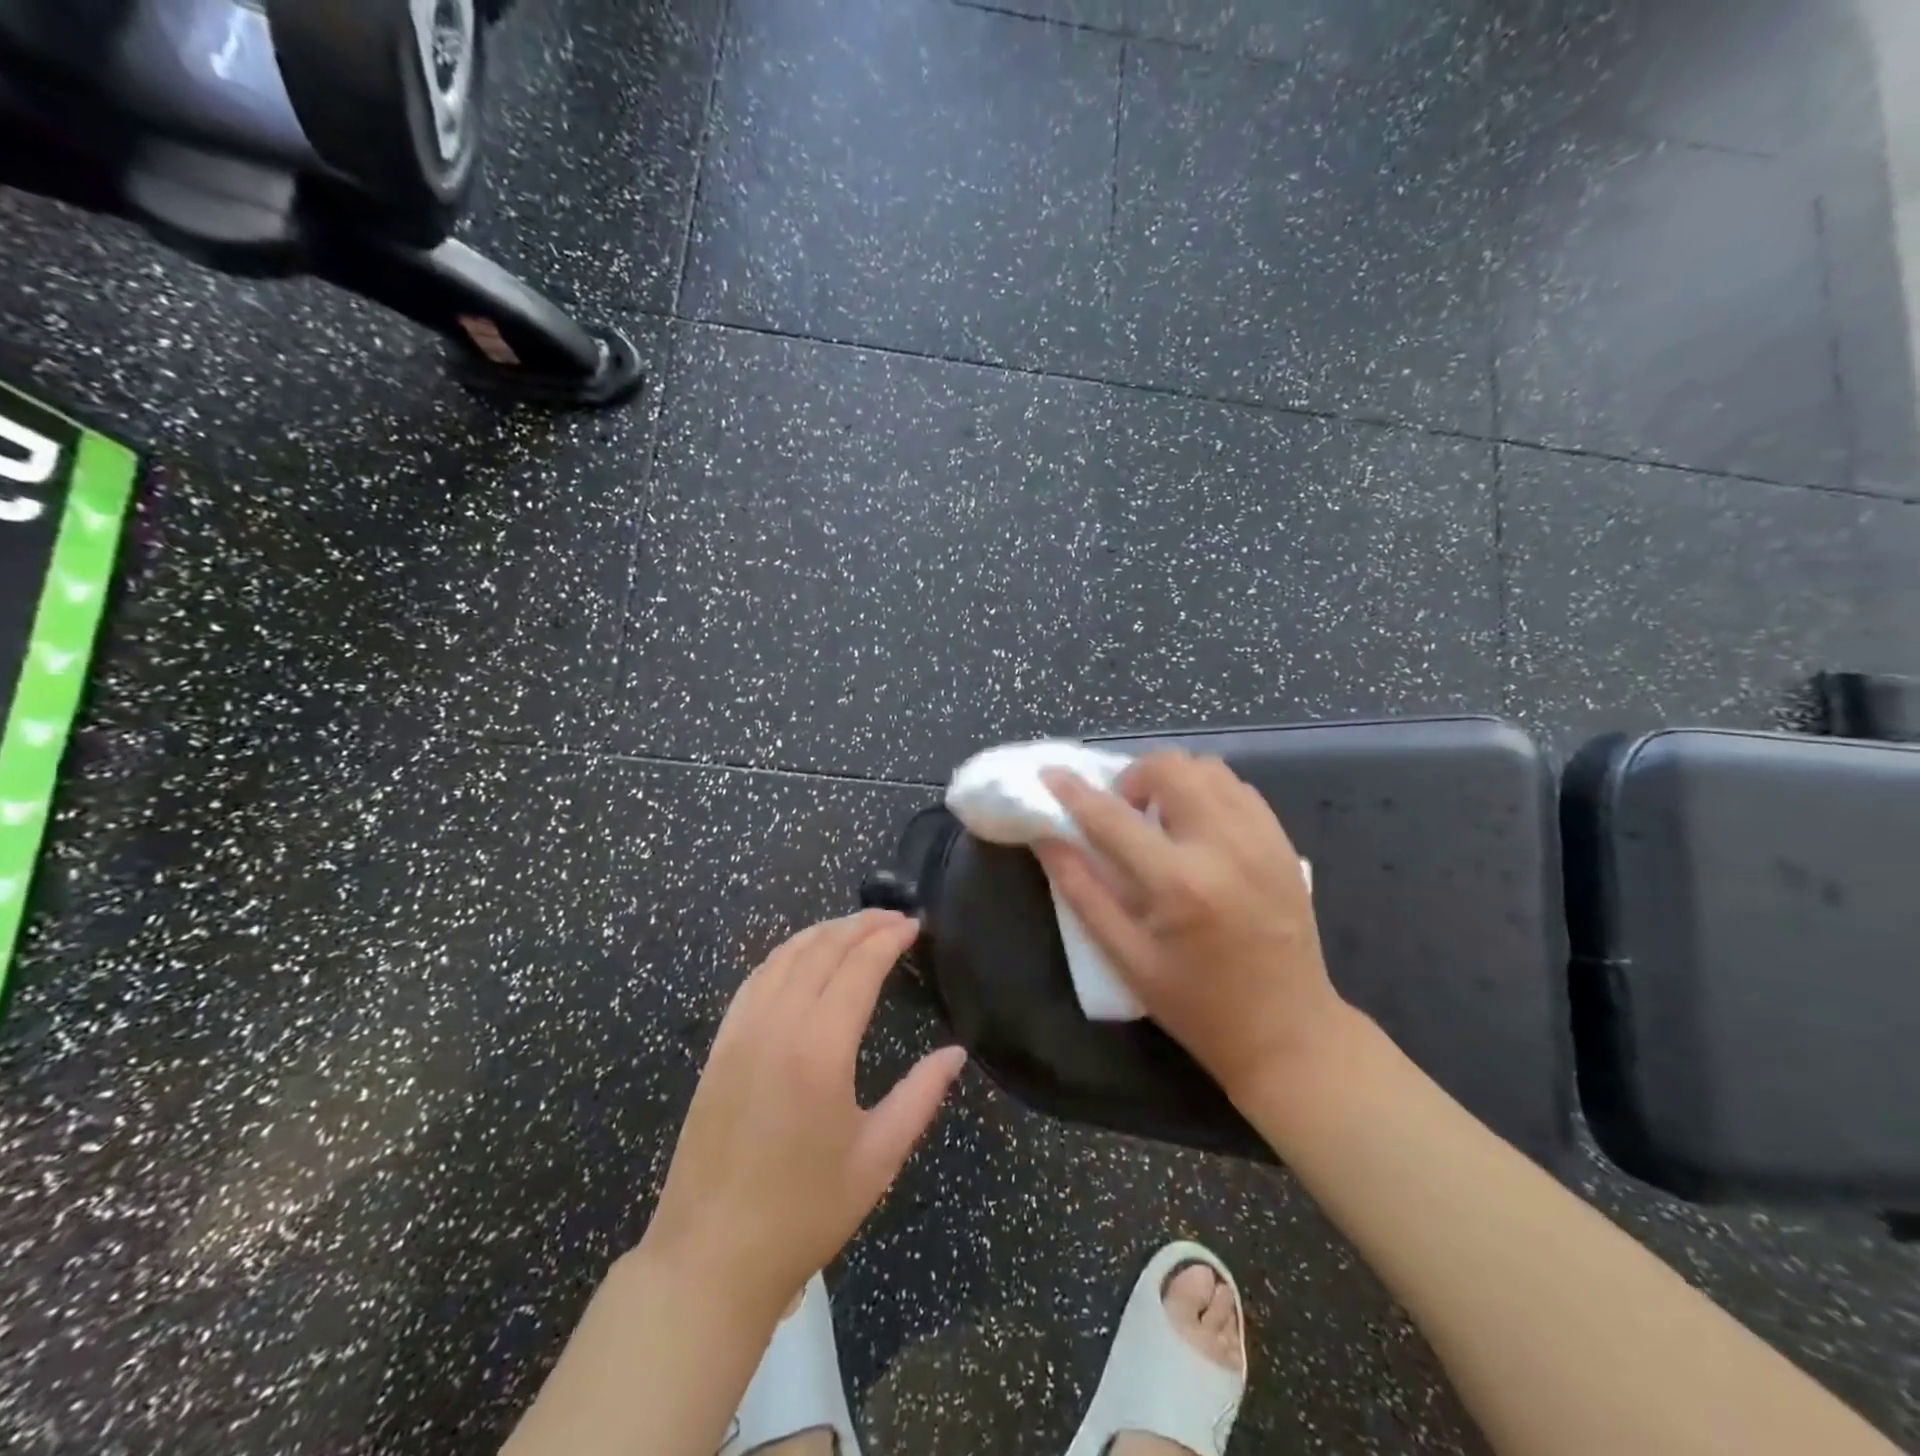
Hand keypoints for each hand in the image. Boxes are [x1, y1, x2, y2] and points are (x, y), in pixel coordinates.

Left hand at [641, 911, 965, 1316]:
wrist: (709, 1258)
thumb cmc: (804, 1213)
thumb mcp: (877, 1158)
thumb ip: (921, 1096)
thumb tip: (955, 1052)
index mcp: (820, 1048)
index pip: (859, 966)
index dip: (889, 938)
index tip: (914, 925)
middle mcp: (777, 1024)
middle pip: (822, 948)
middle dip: (861, 924)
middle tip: (894, 919)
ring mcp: (741, 1030)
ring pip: (785, 955)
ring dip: (823, 932)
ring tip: (856, 927)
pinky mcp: (719, 1045)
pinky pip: (756, 978)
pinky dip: (786, 954)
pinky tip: (802, 958)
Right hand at [1037, 752, 1349, 1101]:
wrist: (1288, 1032)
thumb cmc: (1197, 1005)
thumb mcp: (1127, 958)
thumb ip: (1082, 891)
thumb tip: (1046, 839)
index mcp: (1179, 884)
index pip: (1113, 818)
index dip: (1074, 792)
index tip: (1051, 776)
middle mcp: (1225, 847)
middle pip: (1171, 768)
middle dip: (1133, 777)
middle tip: (1122, 812)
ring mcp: (1262, 840)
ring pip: (1208, 767)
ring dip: (1172, 779)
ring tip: (1160, 817)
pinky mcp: (1284, 843)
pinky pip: (1238, 788)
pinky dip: (1207, 791)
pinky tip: (1196, 828)